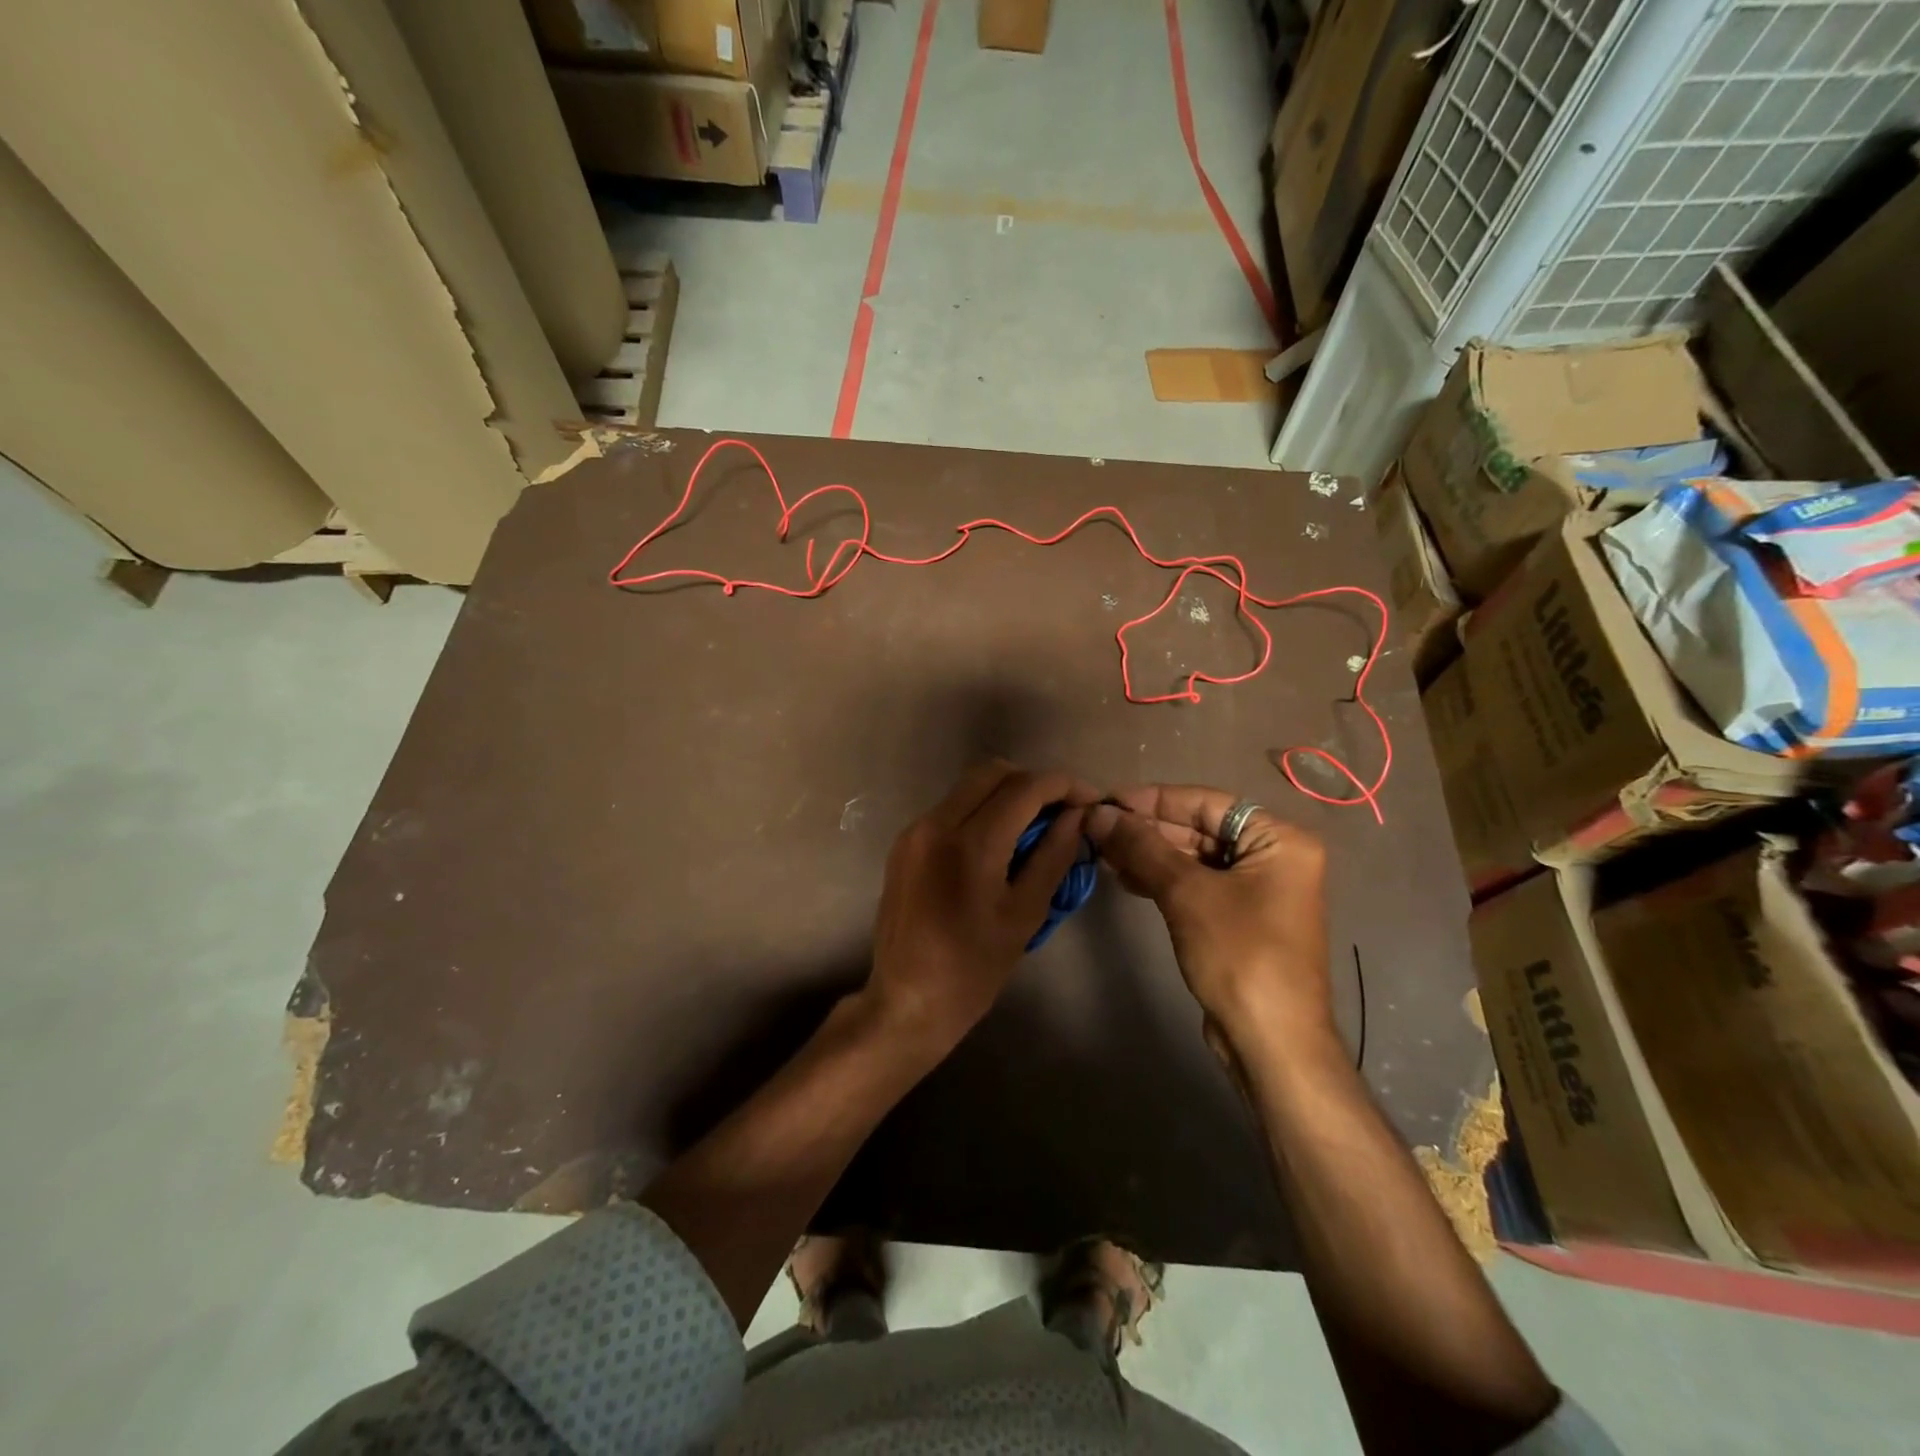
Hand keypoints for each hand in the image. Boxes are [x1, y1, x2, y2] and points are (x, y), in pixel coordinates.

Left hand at [865, 762, 1095, 1058]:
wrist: (905, 1001)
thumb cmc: (973, 969)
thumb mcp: (1025, 914)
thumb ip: (1054, 855)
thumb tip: (1078, 816)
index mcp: (971, 844)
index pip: (1025, 787)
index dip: (1064, 786)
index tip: (1089, 801)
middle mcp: (936, 823)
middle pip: (993, 772)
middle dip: (1034, 783)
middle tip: (1061, 812)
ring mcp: (915, 830)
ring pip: (969, 786)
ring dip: (1005, 794)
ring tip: (1033, 827)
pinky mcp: (904, 843)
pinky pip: (950, 808)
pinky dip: (980, 810)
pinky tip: (998, 842)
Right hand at [1087, 785, 1330, 1047]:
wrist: (1271, 1042)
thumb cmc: (1239, 954)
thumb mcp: (1186, 893)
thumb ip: (1142, 847)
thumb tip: (1098, 813)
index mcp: (1280, 840)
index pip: (1206, 803)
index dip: (1153, 799)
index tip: (1107, 799)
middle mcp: (1274, 858)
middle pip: (1200, 829)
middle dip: (1147, 829)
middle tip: (1096, 827)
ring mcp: (1258, 890)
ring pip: (1194, 858)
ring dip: (1149, 854)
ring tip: (1102, 851)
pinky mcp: (1240, 918)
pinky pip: (1196, 884)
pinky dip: (1161, 879)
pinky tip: (1125, 877)